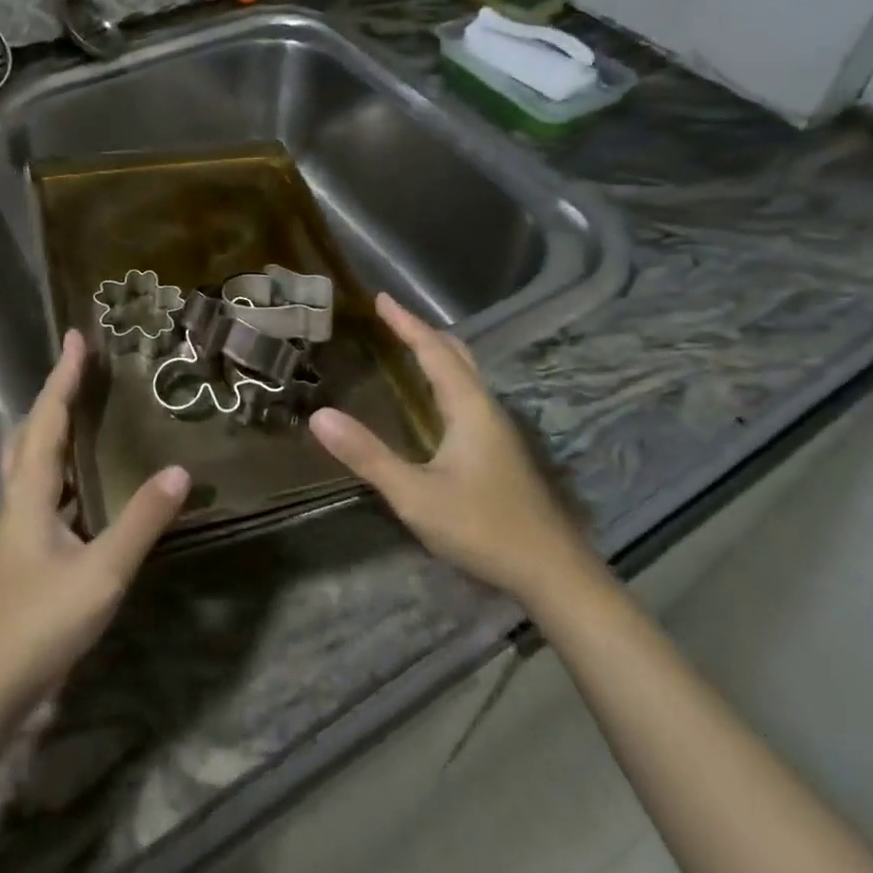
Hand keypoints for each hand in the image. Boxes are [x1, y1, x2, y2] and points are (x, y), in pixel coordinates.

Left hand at [0, 330, 188, 722]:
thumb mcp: (100, 573)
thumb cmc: (37, 623)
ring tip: (78, 409)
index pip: (49, 419)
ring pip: (28, 459)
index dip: (64, 377)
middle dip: (54, 394)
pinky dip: (56, 463)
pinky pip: (37, 486)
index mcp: (30, 492)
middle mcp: (16, 499)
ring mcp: (13, 527)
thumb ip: (141, 522)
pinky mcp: (18, 551)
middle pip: (30, 431)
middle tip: (79, 367)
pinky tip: (77, 482)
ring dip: (50, 425)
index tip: (77, 337)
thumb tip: (181, 470)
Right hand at [310, 294, 596, 611]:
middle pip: (456, 355)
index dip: (406, 322)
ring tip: (408, 349)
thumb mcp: (415, 495)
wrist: (553, 574)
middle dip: (424, 332)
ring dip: (437, 355)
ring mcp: (498, 431)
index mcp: (468, 407)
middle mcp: (486, 409)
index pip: (433, 350)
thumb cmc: (483, 527)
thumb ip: (368, 456)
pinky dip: (445, 379)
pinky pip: (468, 396)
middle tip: (392, 319)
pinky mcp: (501, 452)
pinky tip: (434, 403)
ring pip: (466, 376)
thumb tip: (319, 416)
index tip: (382, 298)